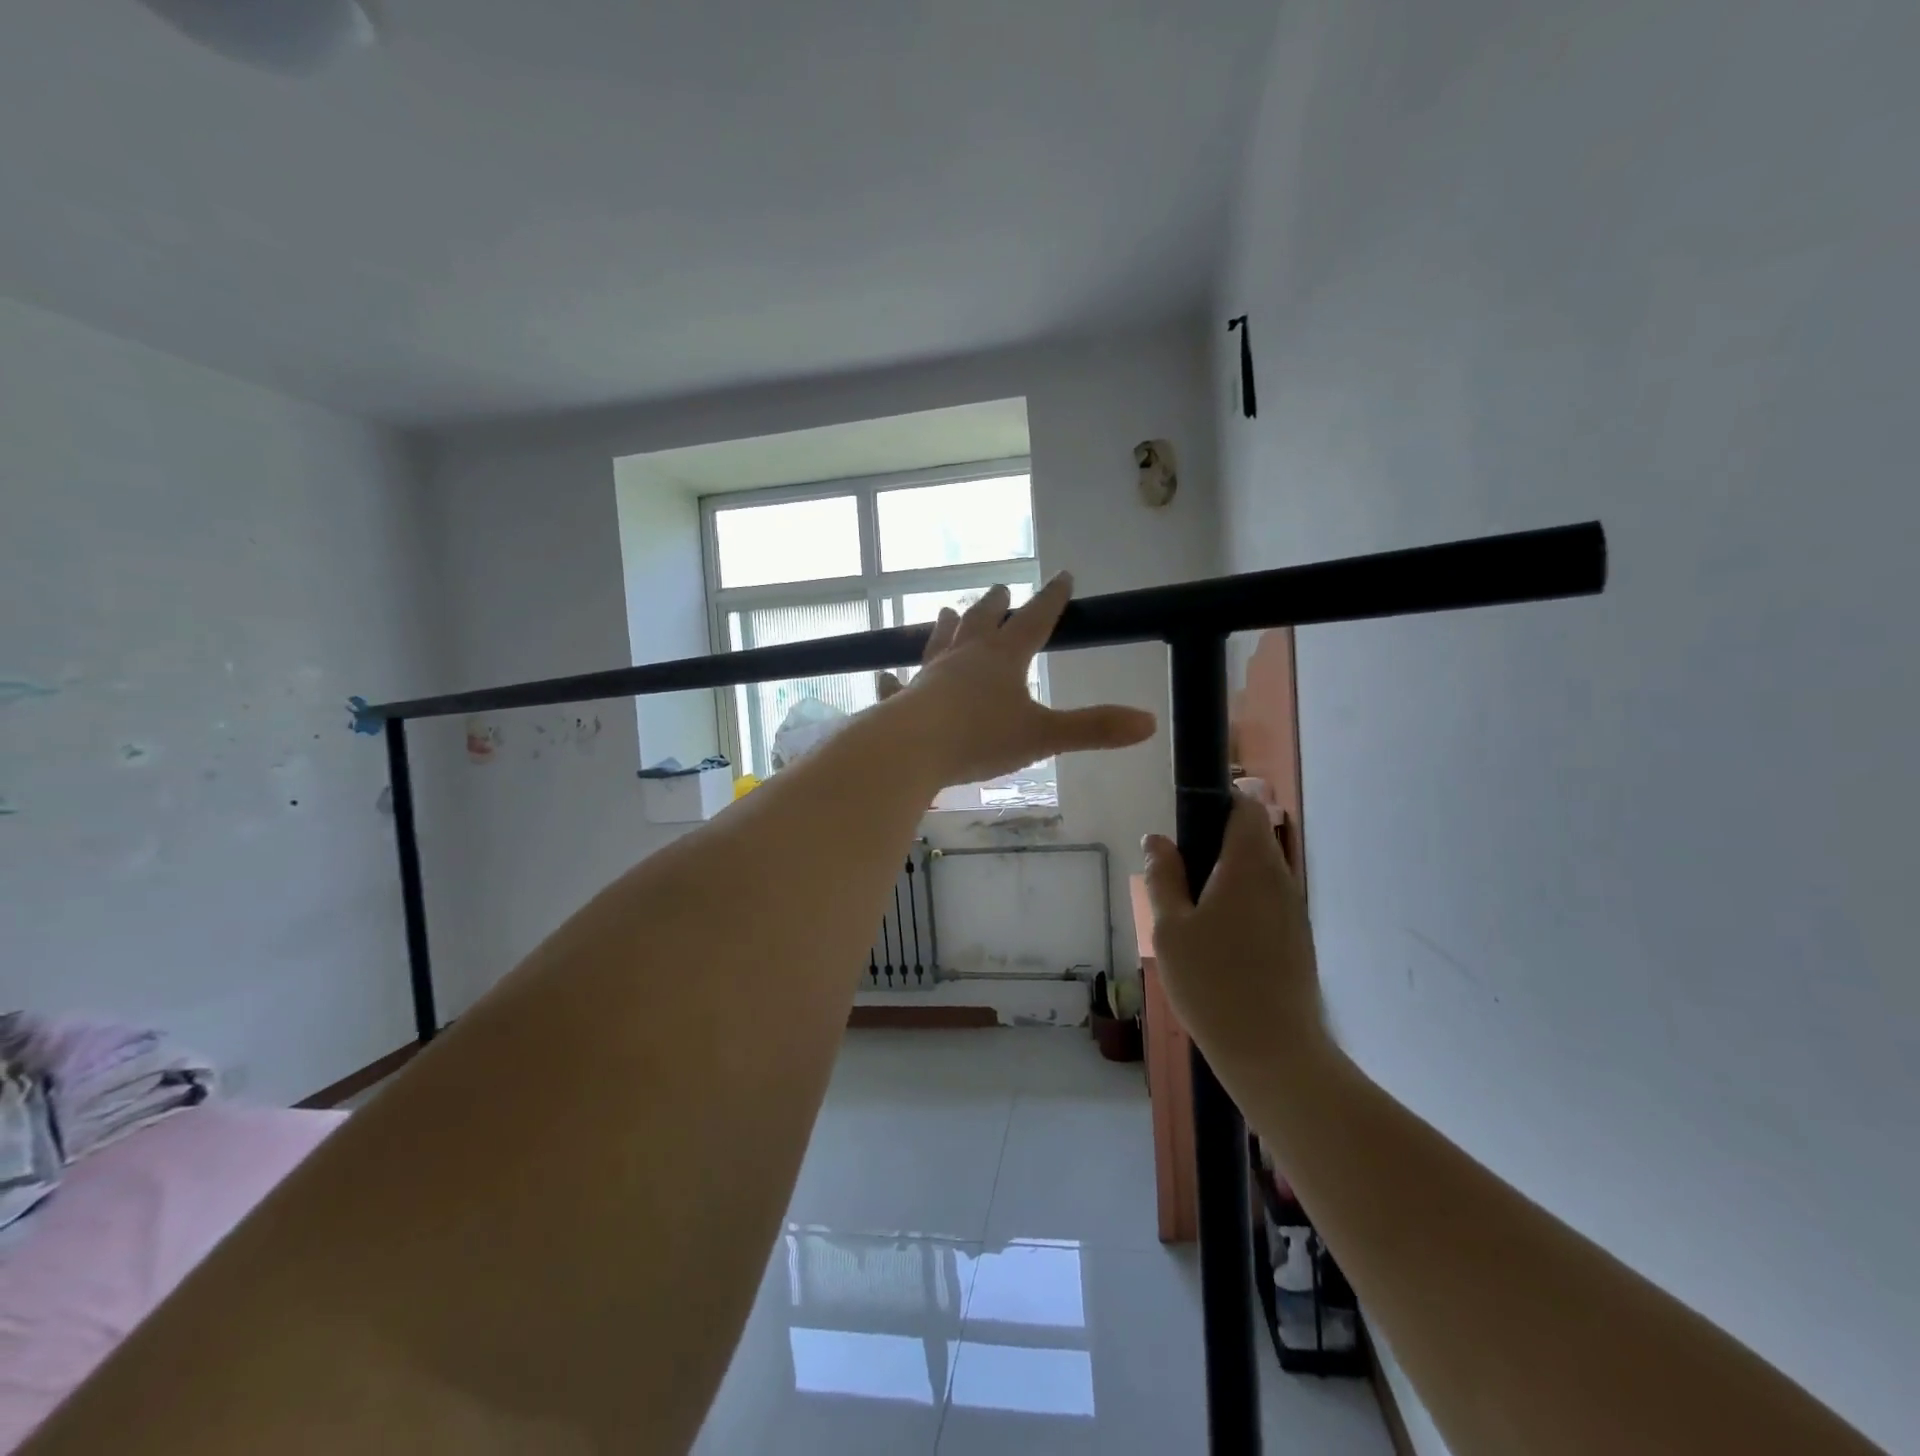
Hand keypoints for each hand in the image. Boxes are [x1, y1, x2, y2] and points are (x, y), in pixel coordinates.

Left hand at [895, 573, 1155, 787]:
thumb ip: (1093, 728)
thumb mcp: (1043, 735)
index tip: (1062, 576)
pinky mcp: (904, 700)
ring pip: (940, 642)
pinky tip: (885, 676)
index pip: (1035, 619)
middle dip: (995, 605)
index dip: (1051, 599)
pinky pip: (899, 686)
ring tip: (947, 612)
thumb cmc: (980, 738)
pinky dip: (895, 681)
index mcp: (1002, 658)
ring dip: (947, 627)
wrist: (912, 748)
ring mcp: (930, 676)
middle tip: (1000, 589)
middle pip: (983, 621)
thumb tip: (1149, 722)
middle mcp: (965, 657)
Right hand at [1142, 793, 1331, 1080]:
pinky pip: (1267, 901)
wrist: (1274, 1053)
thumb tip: (1156, 840)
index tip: (1185, 823)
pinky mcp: (1297, 939)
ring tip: (1192, 911)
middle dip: (1215, 844)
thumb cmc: (1214, 983)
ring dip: (1227, 876)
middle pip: (1252, 838)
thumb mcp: (1170, 929)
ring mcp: (1293, 910)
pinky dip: (1242, 903)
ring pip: (1259, 872)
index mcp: (1249, 865)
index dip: (1217, 802)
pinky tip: (1217, 940)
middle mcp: (1280, 878)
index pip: (1245, 807)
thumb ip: (1163, 877)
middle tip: (1177, 875)